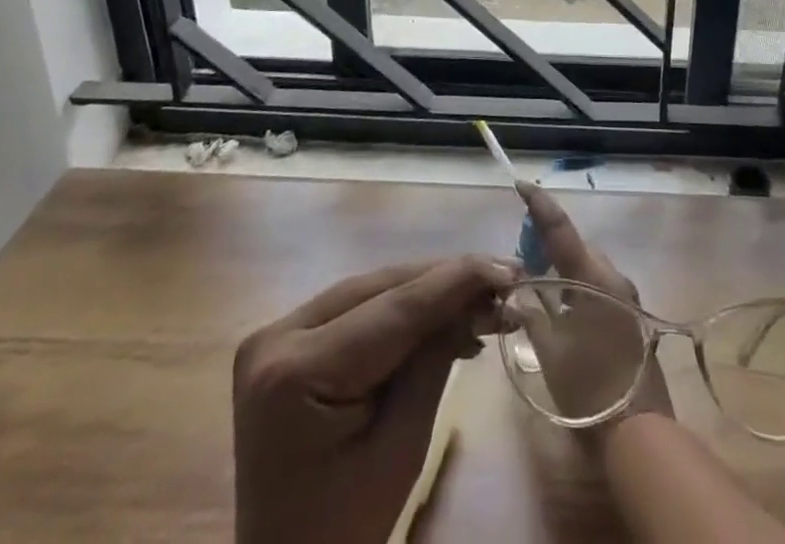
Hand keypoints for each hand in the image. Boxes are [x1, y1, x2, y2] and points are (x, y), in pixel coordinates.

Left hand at [233, 256, 515, 543]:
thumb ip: (434, 363)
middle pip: (380, 290)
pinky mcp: (286, 342)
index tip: (509, 268)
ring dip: (428, 291)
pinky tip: (442, 313)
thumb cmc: (341, 532)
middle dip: (446, 281)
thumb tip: (478, 299)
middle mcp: (277, 335)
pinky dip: (401, 309)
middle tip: (505, 278)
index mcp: (294, 371)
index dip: (456, 281)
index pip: (393, 309)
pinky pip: (354, 309)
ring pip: (370, 291)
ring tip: (484, 293)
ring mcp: (276, 334)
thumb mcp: (399, 451)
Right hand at [515, 181, 674, 425]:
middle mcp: (613, 277)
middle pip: (577, 247)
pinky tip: (564, 309)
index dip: (540, 204)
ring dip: (566, 269)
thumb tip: (521, 289)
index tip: (522, 184)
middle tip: (524, 256)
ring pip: (589, 268)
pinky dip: (579, 288)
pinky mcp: (632, 317)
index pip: (561, 228)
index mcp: (592, 277)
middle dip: (551, 244)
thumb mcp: (550, 351)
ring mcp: (626, 297)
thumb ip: (532, 312)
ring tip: (540, 284)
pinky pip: (599, 287)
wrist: (638, 433)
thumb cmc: (589, 390)